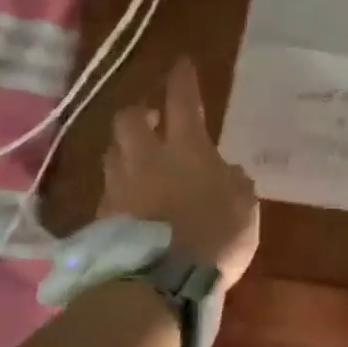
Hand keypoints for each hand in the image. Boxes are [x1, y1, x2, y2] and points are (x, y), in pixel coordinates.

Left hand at [97, 57, 259, 289]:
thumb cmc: (214, 236)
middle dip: (139, 112)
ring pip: (113, 152)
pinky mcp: (102, 218)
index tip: (181, 63)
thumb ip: (235, 184)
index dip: (182, 79)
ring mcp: (120, 187)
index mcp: (186, 148)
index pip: (181, 100)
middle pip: (129, 119)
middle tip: (151, 117)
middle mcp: (146, 158)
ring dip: (125, 148)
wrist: (160, 283)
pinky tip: (131, 201)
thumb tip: (228, 173)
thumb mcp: (244, 208)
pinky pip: (109, 190)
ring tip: (138, 158)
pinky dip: (119, 188)